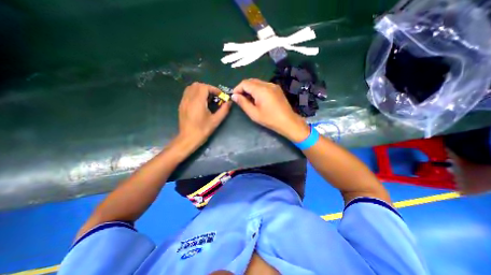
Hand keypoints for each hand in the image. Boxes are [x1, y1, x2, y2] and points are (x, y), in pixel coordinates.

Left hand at [177, 82, 230, 145]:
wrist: (188, 139)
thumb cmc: (202, 130)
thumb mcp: (216, 121)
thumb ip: (224, 110)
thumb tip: (229, 102)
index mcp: (197, 102)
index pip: (204, 87)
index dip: (214, 89)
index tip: (220, 95)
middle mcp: (189, 99)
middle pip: (197, 85)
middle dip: (208, 88)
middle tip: (214, 96)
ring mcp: (183, 102)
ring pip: (191, 88)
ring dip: (201, 89)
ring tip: (208, 98)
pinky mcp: (181, 105)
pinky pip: (188, 93)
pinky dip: (195, 93)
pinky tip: (200, 102)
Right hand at [231, 79, 307, 141]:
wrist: (288, 121)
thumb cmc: (270, 119)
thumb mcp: (254, 113)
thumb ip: (243, 103)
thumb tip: (234, 96)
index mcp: (261, 90)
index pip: (245, 83)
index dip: (237, 88)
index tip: (234, 97)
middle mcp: (267, 84)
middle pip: (251, 81)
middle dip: (243, 88)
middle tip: (240, 98)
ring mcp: (273, 85)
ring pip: (257, 82)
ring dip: (250, 89)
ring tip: (248, 99)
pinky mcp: (277, 89)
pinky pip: (264, 85)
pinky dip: (258, 89)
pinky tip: (257, 98)